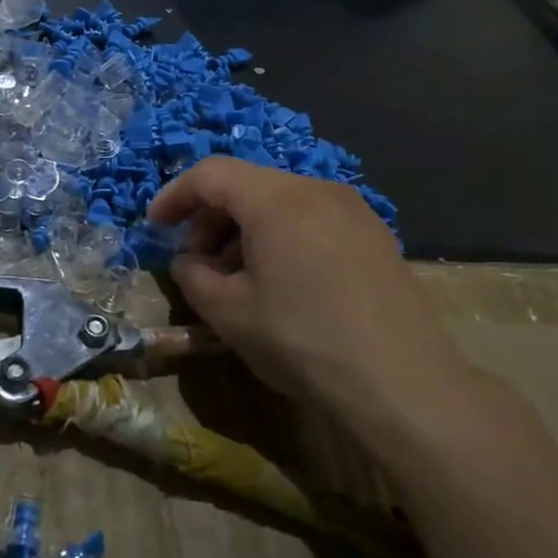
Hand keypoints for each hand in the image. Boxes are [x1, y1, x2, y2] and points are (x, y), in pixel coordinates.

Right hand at [147, 158, 486, 452]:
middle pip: (247, 185)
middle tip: (196, 263)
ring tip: (235, 278)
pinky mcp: (374, 236)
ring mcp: (353, 210)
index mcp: (277, 200)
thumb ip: (193, 277)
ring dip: (244, 230)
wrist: (402, 383)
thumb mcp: (229, 314)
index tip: (155, 228)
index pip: (211, 174)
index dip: (175, 196)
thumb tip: (188, 262)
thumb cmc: (303, 340)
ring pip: (281, 203)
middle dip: (210, 218)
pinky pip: (311, 220)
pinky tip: (279, 283)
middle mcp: (317, 190)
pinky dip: (280, 238)